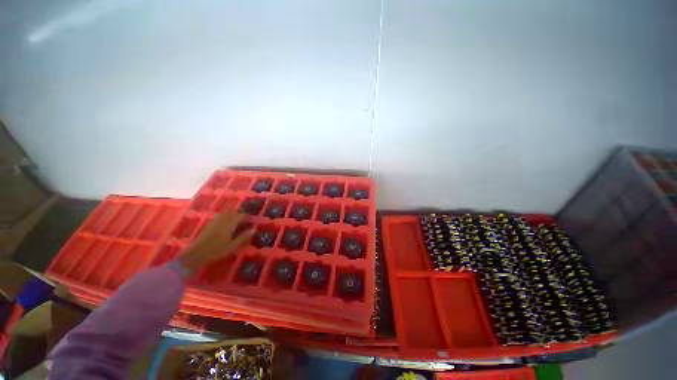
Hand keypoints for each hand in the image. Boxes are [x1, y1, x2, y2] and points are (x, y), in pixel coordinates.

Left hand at [180, 210, 254, 272]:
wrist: (197, 254)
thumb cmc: (217, 251)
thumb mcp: (233, 246)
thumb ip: (244, 237)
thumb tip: (254, 229)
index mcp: (230, 224)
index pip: (242, 215)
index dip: (248, 218)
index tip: (251, 224)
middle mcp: (223, 219)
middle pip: (234, 211)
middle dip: (241, 214)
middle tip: (245, 223)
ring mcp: (215, 220)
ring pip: (227, 212)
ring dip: (233, 215)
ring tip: (237, 223)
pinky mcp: (210, 223)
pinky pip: (221, 215)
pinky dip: (227, 217)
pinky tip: (227, 226)